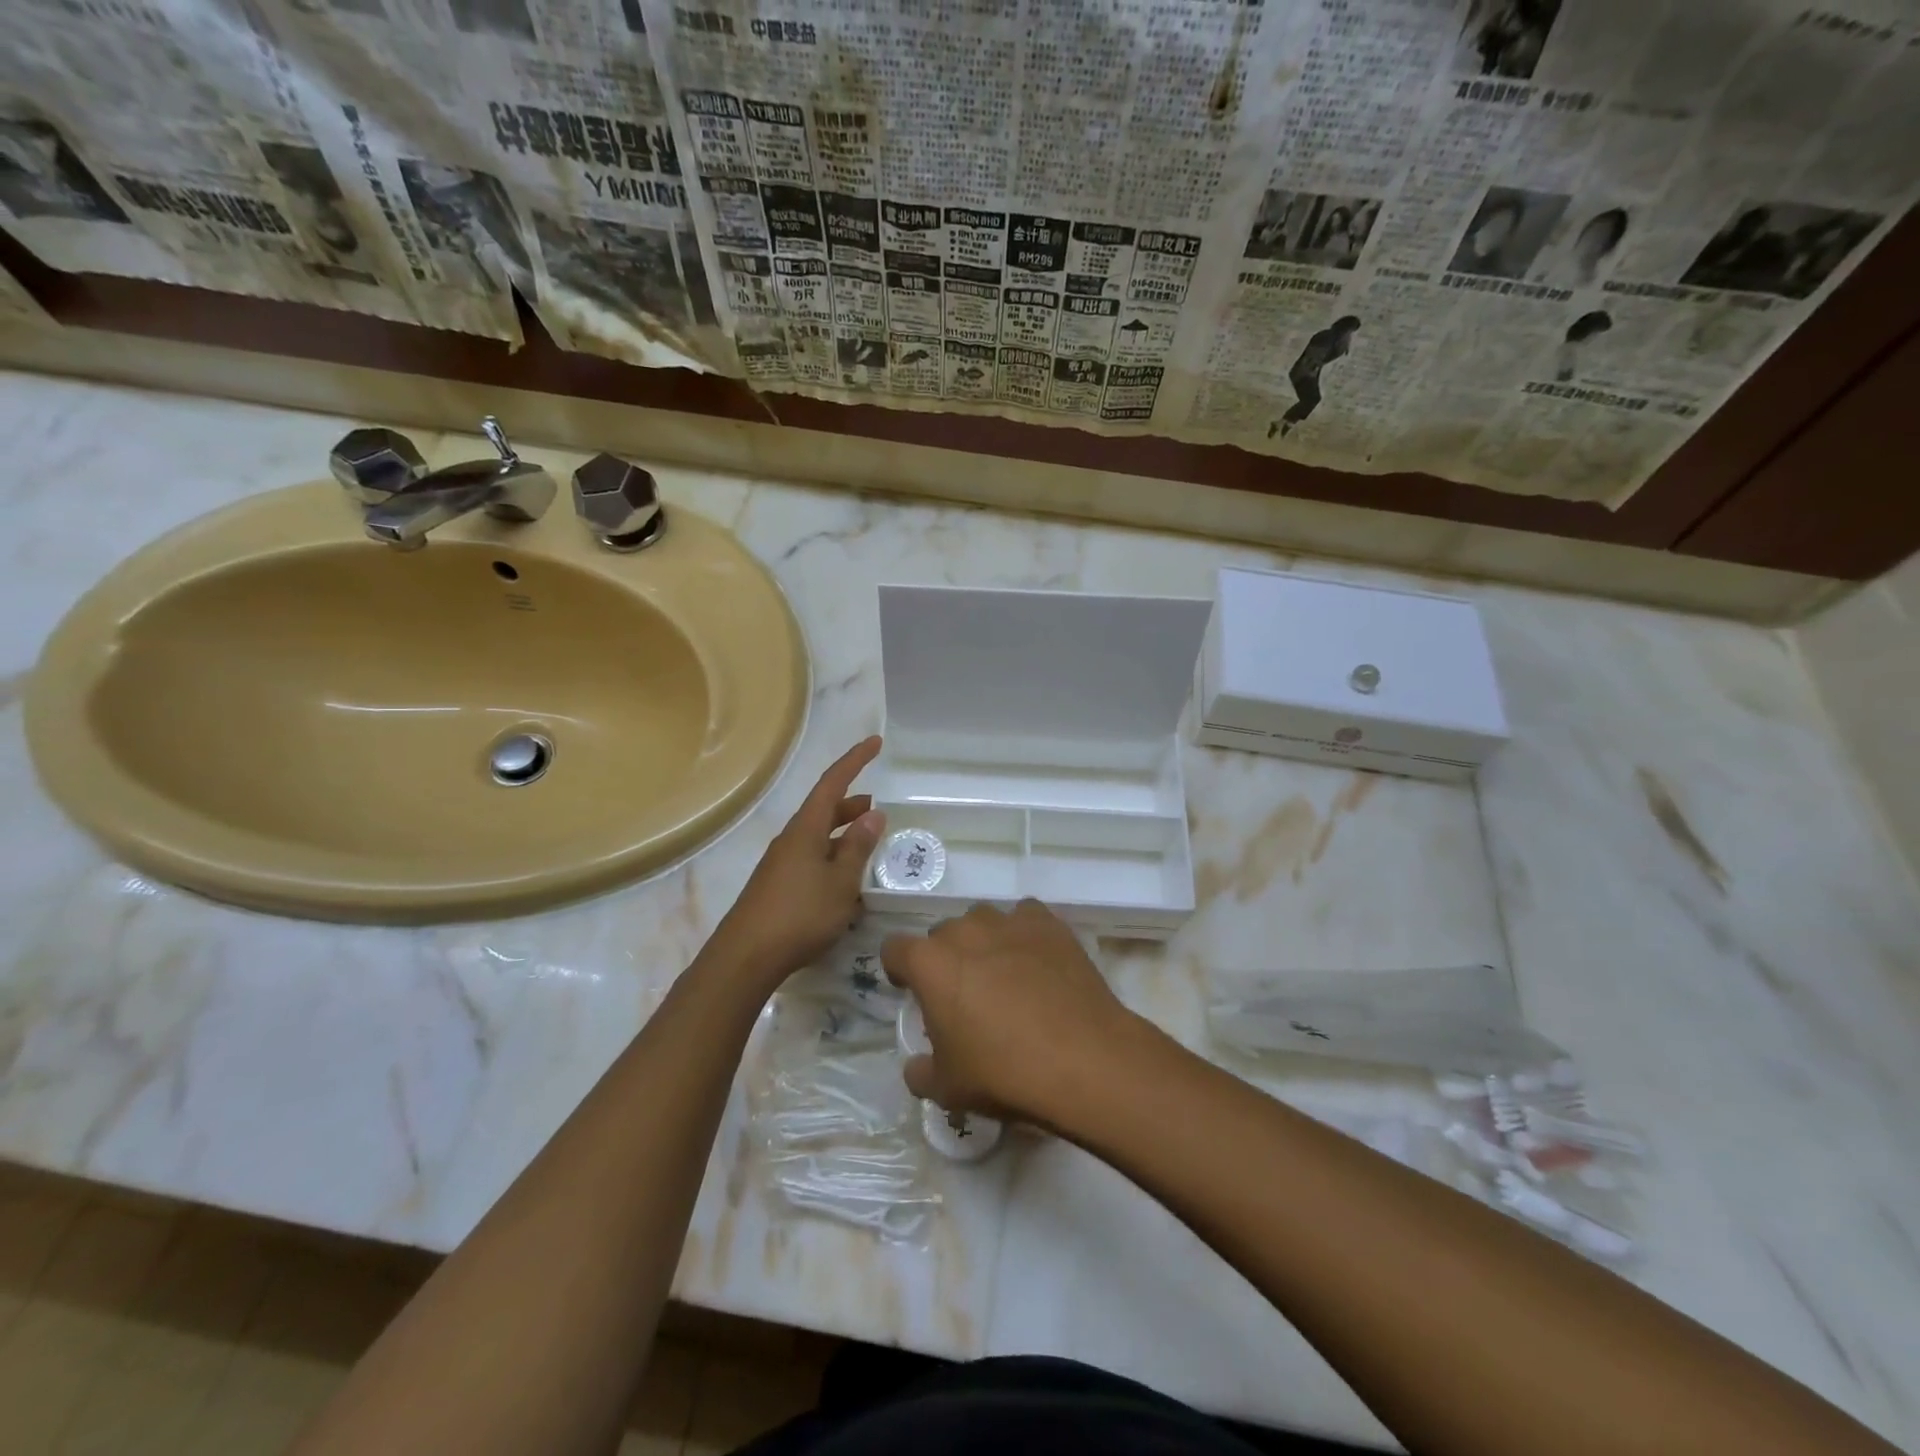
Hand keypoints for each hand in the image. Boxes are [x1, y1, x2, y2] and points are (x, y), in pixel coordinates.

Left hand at [709, 736, 885, 990]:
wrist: (746, 957)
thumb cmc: (800, 914)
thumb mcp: (841, 882)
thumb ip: (858, 847)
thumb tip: (873, 814)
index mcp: (806, 829)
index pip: (833, 783)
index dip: (855, 760)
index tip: (875, 742)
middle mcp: (791, 839)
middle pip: (824, 810)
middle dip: (852, 805)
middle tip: (879, 809)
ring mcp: (782, 864)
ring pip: (819, 838)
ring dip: (844, 835)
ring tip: (869, 844)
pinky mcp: (778, 887)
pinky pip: (812, 860)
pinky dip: (833, 860)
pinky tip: (847, 883)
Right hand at [881, 900, 1143, 1126]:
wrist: (1082, 1059)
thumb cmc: (1003, 1073)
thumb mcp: (947, 1088)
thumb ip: (921, 1072)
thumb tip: (916, 1065)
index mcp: (929, 963)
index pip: (895, 949)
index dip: (900, 969)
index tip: (910, 989)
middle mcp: (964, 931)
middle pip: (942, 933)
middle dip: (946, 958)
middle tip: (964, 994)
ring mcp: (1008, 922)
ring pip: (982, 921)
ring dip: (983, 942)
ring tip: (1003, 976)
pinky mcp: (1048, 924)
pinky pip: (1025, 918)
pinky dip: (1023, 934)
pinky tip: (1036, 962)